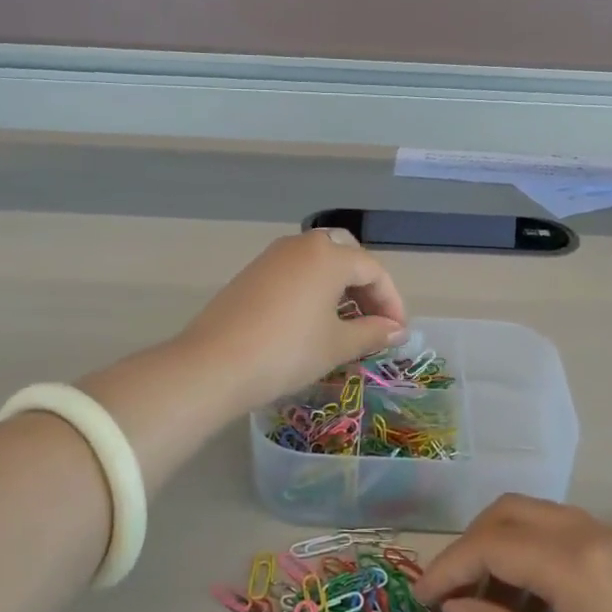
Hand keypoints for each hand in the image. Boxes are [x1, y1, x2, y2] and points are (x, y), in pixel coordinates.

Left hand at [178, 230, 408, 410]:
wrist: (214, 365)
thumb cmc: (287, 351)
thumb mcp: (337, 345)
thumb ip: (372, 333)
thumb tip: (397, 330)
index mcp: (328, 255)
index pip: (373, 271)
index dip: (392, 302)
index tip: (396, 334)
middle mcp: (301, 246)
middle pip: (346, 255)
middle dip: (365, 286)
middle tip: (372, 321)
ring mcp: (272, 257)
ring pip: (318, 262)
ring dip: (339, 287)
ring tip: (345, 324)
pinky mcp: (251, 274)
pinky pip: (295, 272)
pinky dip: (313, 289)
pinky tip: (312, 322)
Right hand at [414, 495, 611, 611]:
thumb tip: (455, 608)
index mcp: (572, 562)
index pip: (488, 544)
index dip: (445, 568)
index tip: (418, 602)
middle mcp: (592, 534)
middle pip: (511, 513)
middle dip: (470, 545)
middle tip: (450, 596)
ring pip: (540, 519)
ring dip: (503, 547)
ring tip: (488, 605)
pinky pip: (568, 536)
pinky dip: (536, 554)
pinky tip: (537, 603)